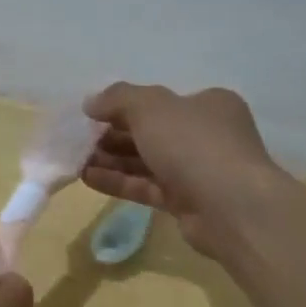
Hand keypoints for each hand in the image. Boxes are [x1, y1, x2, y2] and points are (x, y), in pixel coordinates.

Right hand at [81, 82, 283, 257]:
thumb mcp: (151, 107)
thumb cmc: (194, 144)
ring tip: (75, 160)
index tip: (91, 115)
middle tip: (78, 140)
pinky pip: (146, 186)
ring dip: (111, 160)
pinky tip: (87, 178)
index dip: (123, 106)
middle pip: (151, 132)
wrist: (231, 207)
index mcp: (208, 105)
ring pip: (146, 161)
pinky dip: (118, 181)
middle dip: (112, 135)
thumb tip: (90, 102)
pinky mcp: (186, 202)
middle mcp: (205, 135)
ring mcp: (197, 171)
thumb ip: (118, 99)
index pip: (160, 102)